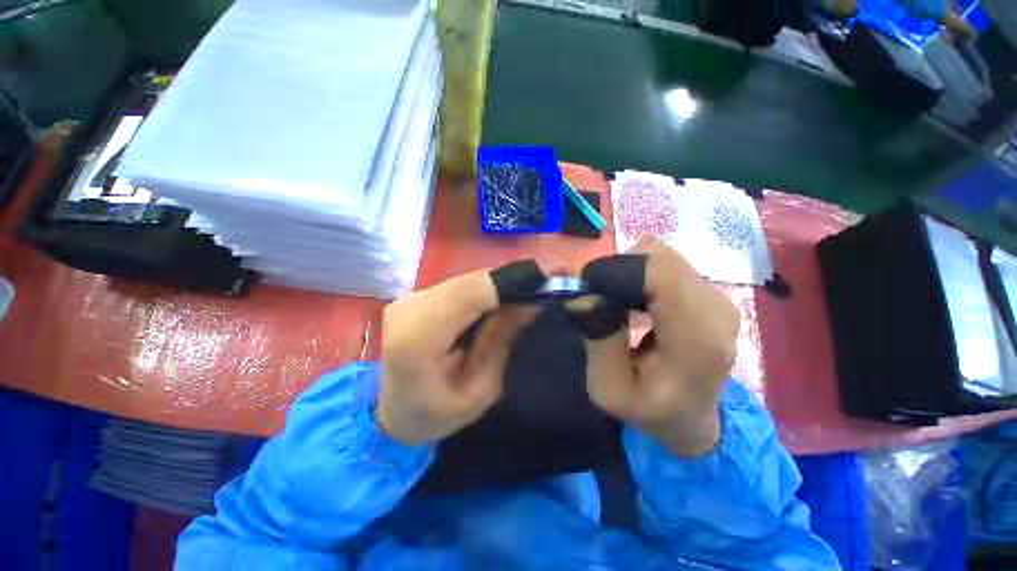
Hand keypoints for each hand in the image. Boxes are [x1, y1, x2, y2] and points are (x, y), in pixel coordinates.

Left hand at [377, 270, 537, 444]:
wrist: (390, 415)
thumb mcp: (481, 389)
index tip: (547, 281)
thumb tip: (531, 301)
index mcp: (418, 337)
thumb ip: (502, 340)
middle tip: (544, 284)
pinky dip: (483, 289)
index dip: (510, 283)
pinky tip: (499, 298)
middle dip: (509, 282)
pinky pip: (459, 285)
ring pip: (466, 279)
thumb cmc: (435, 416)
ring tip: (527, 290)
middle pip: (471, 281)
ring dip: (498, 284)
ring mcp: (408, 298)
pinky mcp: (413, 296)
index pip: (471, 293)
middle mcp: (409, 307)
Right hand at [569, 243, 739, 456]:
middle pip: (657, 258)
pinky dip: (639, 275)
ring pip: (660, 257)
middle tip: (600, 300)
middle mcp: (716, 308)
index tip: (590, 292)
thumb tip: (583, 295)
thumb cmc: (651, 411)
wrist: (693, 420)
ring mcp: (717, 297)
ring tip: (616, 304)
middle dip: (617, 272)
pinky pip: (665, 265)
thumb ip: (598, 341)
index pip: (659, 272)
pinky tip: (632, 301)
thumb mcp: (609, 389)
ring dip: (627, 273)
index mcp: (696, 337)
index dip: (616, 272)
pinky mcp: (709, 292)